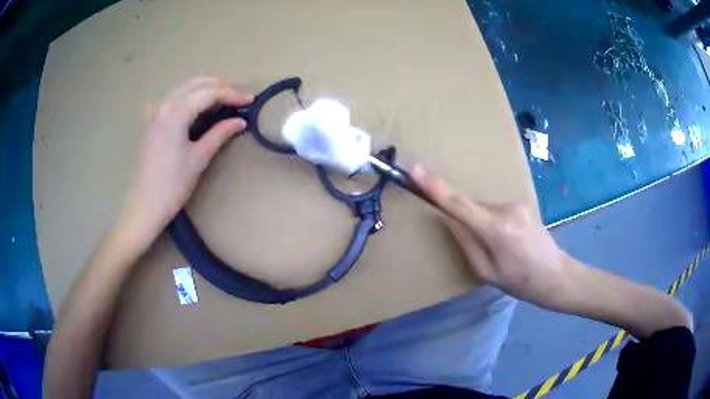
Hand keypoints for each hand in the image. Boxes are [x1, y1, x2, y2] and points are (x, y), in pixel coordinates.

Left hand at [125, 77, 252, 232]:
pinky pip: (174, 97)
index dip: (232, 94)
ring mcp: (154, 110)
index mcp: (175, 112)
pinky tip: (199, 105)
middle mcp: (164, 103)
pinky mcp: (150, 119)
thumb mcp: (198, 159)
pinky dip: (190, 96)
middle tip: (239, 97)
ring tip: (224, 99)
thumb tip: (241, 121)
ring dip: (206, 88)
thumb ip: (219, 134)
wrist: (143, 205)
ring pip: (185, 87)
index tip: (250, 100)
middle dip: (220, 87)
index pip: (209, 92)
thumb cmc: (172, 186)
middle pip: (197, 84)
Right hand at [409, 164, 572, 306]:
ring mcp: (517, 203)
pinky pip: (496, 209)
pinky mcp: (522, 202)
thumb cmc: (519, 282)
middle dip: (467, 221)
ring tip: (499, 247)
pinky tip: (508, 239)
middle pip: (472, 207)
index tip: (415, 169)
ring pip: (484, 208)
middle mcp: (507, 210)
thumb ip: (466, 243)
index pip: (459, 204)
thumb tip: (449, 219)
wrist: (555, 274)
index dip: (435, 187)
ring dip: (482, 223)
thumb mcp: (486, 272)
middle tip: (481, 248)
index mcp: (497, 231)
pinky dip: (492, 221)